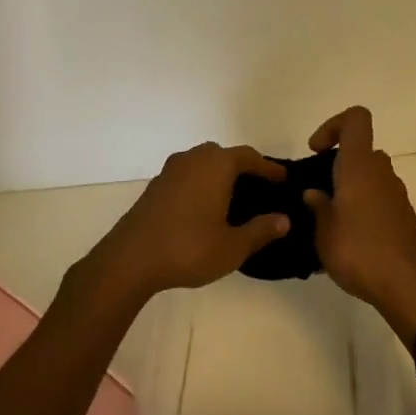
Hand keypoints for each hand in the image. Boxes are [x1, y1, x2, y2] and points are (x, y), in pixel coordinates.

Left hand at [88, 142, 290, 299]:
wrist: (131, 259)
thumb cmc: (188, 248)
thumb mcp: (232, 246)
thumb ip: (260, 230)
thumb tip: (284, 219)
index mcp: (216, 165)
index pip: (249, 157)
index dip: (269, 168)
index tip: (284, 179)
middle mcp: (193, 159)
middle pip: (224, 155)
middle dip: (244, 168)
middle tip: (261, 189)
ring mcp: (171, 171)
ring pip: (203, 164)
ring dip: (220, 175)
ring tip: (235, 199)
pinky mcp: (156, 186)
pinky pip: (188, 176)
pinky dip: (202, 184)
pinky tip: (207, 208)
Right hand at [302, 107, 415, 344]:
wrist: (407, 288)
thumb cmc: (359, 252)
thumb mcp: (323, 231)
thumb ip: (317, 207)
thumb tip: (314, 193)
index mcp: (360, 166)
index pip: (356, 120)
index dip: (333, 125)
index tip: (316, 151)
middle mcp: (382, 174)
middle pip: (361, 151)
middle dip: (338, 165)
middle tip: (318, 191)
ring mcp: (397, 196)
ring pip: (370, 176)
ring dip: (350, 188)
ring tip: (329, 220)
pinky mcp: (404, 218)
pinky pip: (379, 199)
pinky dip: (363, 208)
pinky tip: (349, 239)